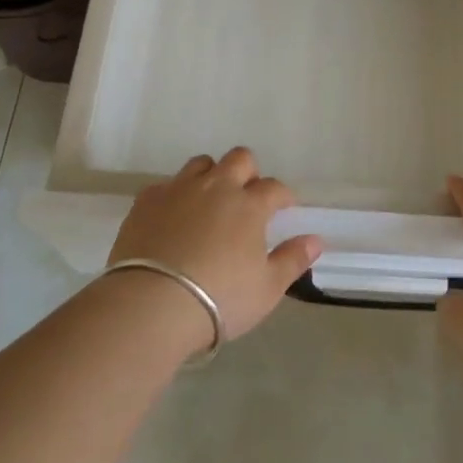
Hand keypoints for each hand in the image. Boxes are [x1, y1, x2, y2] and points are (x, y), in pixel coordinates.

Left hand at [106, 148, 321, 348]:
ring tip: (210, 201)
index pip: (274, 188)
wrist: (152, 303)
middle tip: (247, 196)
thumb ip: (292, 260)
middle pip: (239, 159)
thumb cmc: (219, 299)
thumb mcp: (266, 289)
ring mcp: (179, 189)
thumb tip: (315, 239)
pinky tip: (173, 217)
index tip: (285, 207)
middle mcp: (216, 187)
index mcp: (249, 205)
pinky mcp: (147, 200)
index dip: (283, 195)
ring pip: (201, 164)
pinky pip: (166, 184)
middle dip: (248, 172)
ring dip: (211, 176)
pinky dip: (175, 195)